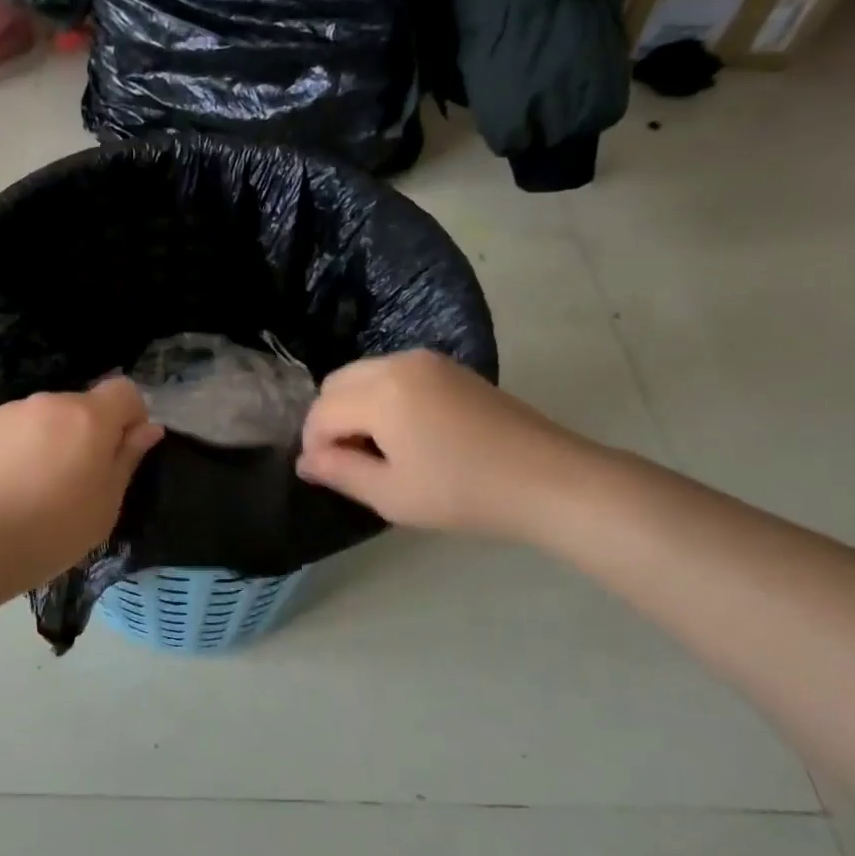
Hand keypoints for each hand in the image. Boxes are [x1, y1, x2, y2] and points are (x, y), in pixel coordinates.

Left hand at [0, 378, 164, 589]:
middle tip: (79, 480)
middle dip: (89, 432)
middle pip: (83, 405)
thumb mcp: (106, 503)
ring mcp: (11, 412)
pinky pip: (16, 430)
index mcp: (89, 417)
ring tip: (38, 487)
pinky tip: (9, 486)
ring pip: (47, 418)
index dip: (131, 416)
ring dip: (53, 439)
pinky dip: (22, 448)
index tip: (122, 452)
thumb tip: (149, 429)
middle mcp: (50, 402)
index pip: (125, 390)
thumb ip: (128, 458)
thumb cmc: (54, 530)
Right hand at [296, 350, 596, 539]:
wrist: (549, 480)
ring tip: (378, 450)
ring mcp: (427, 361)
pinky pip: (394, 374)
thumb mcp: (391, 495)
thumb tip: (305, 460)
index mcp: (380, 392)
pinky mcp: (450, 368)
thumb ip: (339, 472)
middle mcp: (398, 363)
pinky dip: (381, 398)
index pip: (321, 412)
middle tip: (349, 461)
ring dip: (355, 408)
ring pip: (364, 375)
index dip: (313, 445)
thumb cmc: (463, 493)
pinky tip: (406, 433)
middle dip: (330, 420)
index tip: (327, 475)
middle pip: (337, 383)